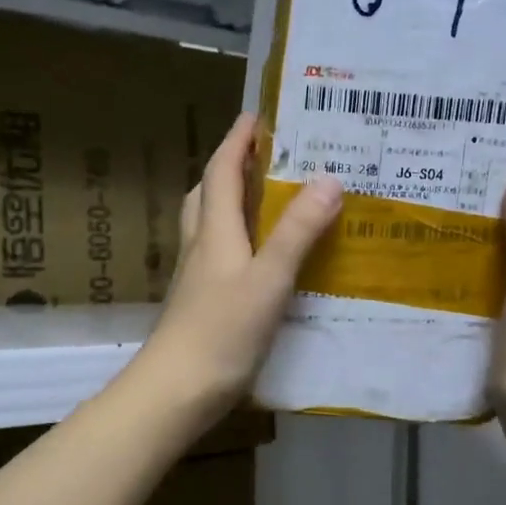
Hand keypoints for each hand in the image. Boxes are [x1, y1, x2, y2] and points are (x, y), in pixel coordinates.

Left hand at [129, 113, 341, 420]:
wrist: (177, 390)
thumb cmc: (223, 330)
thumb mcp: (269, 278)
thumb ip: (298, 231)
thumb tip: (328, 179)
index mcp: (215, 231)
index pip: (222, 171)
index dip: (237, 140)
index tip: (256, 114)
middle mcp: (201, 246)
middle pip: (207, 194)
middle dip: (230, 167)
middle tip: (262, 156)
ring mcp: (197, 277)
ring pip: (209, 225)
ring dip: (230, 202)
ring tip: (263, 200)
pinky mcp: (201, 303)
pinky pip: (219, 255)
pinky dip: (238, 241)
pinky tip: (260, 259)